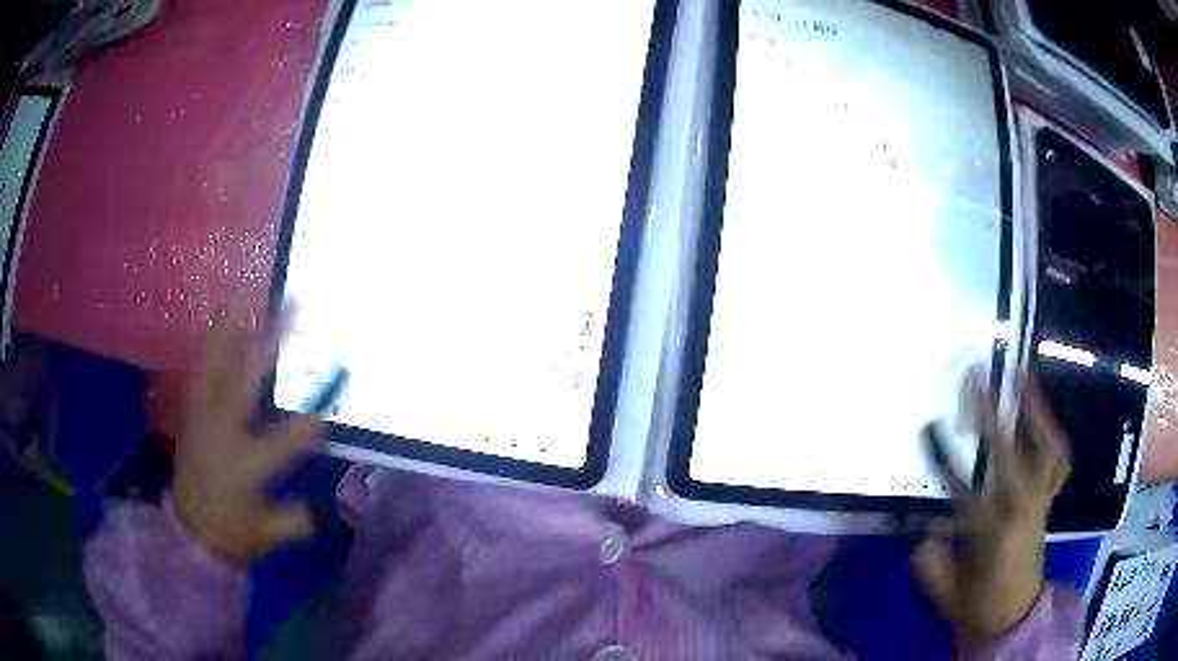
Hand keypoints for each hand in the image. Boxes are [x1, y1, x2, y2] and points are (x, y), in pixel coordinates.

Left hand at [173, 307, 323, 566]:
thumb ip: (302, 518)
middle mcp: (220, 436)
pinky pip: (198, 371)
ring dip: (229, 331)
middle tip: (290, 310)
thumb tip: (344, 503)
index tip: (337, 388)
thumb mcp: (269, 535)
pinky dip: (207, 344)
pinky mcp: (191, 414)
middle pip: (243, 383)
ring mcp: (201, 419)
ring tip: (245, 297)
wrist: (190, 534)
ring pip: (213, 368)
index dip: (310, 420)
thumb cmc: (233, 536)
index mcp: (243, 469)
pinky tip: (215, 322)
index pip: (283, 442)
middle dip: (268, 345)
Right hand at [912, 373, 1070, 645]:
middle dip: (991, 415)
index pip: (965, 491)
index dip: (945, 461)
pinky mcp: (1049, 500)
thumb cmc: (978, 607)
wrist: (1015, 618)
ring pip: (1047, 449)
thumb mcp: (947, 594)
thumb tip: (922, 532)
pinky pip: (1058, 461)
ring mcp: (1042, 502)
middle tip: (976, 377)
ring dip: (1035, 410)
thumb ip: (932, 562)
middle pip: (1010, 454)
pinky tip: (1042, 415)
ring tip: (1022, 376)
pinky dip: (1052, 435)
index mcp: (994, 536)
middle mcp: (1024, 510)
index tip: (928, 429)